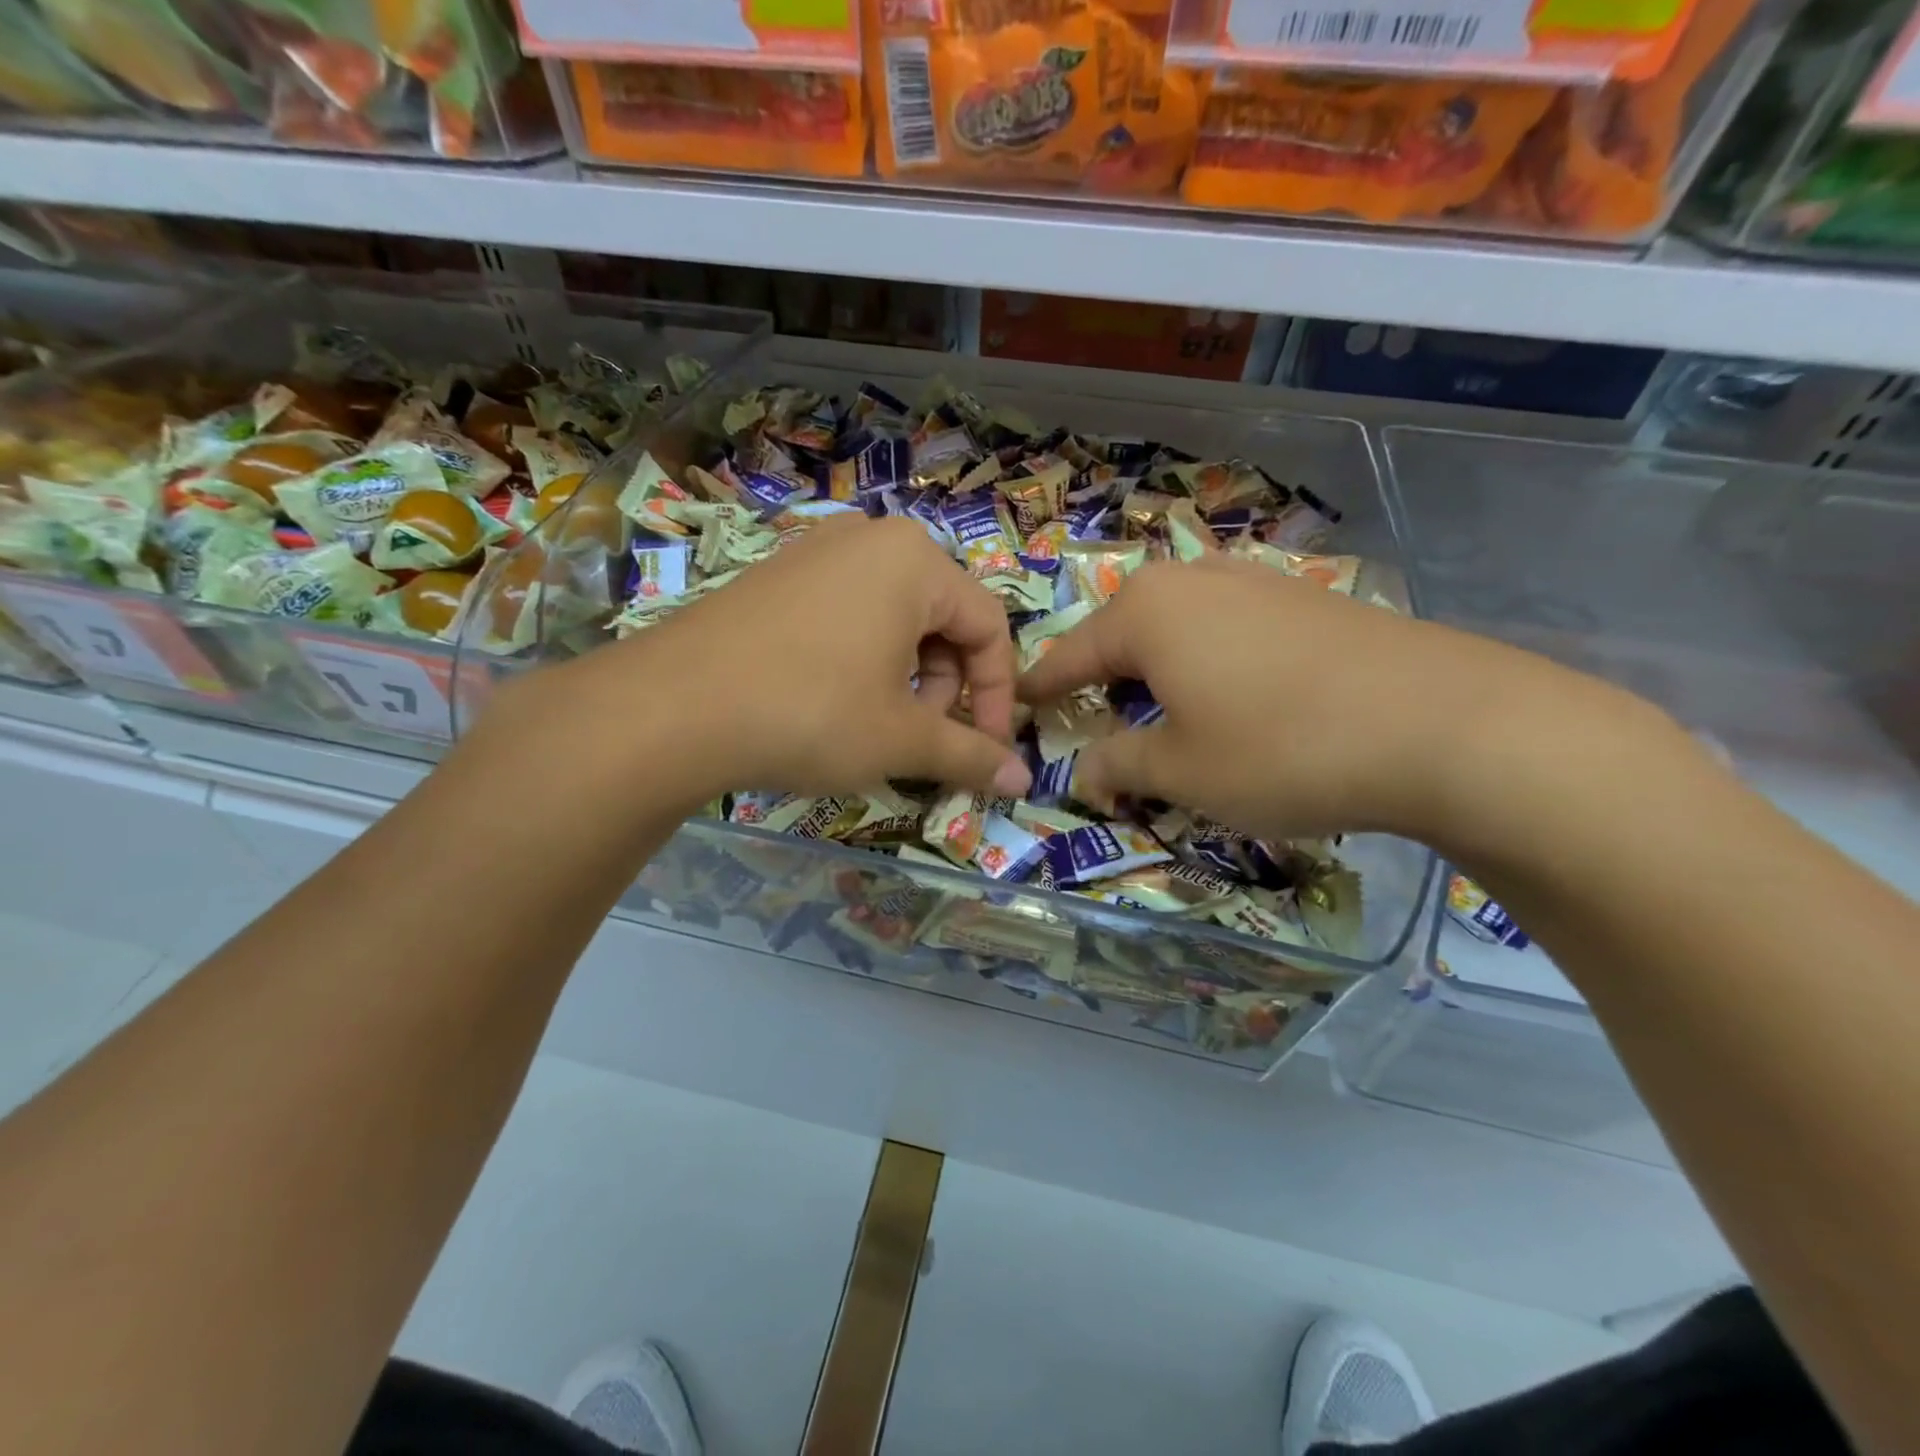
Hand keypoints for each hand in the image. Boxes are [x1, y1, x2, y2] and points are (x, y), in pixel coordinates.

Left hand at [534, 514, 1031, 807]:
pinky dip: (862, 660)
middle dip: (946, 688)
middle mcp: (870, 539)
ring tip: (877, 726)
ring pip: (894, 619)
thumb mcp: (901, 739)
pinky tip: (831, 702)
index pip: (989, 627)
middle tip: (922, 739)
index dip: (996, 697)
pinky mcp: (776, 576)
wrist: (670, 709)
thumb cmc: (810, 712)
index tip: (986, 753)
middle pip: (942, 619)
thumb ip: (970, 755)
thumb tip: (1021, 782)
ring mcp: (815, 551)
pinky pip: (846, 614)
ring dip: (906, 678)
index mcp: (915, 560)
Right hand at [1017, 555, 1623, 843]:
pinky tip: (1232, 696)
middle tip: (1089, 718)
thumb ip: (1119, 765)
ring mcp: (1255, 583)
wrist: (1445, 724)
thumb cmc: (1282, 748)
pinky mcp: (1305, 600)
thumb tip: (1082, 772)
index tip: (1015, 704)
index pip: (1069, 655)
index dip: (1040, 687)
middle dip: (1101, 677)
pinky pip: (1228, 629)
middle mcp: (1194, 581)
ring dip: (1157, 669)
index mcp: (1147, 613)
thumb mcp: (1182, 772)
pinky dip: (1208, 662)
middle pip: (1123, 633)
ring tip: (1159, 710)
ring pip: (1178, 627)